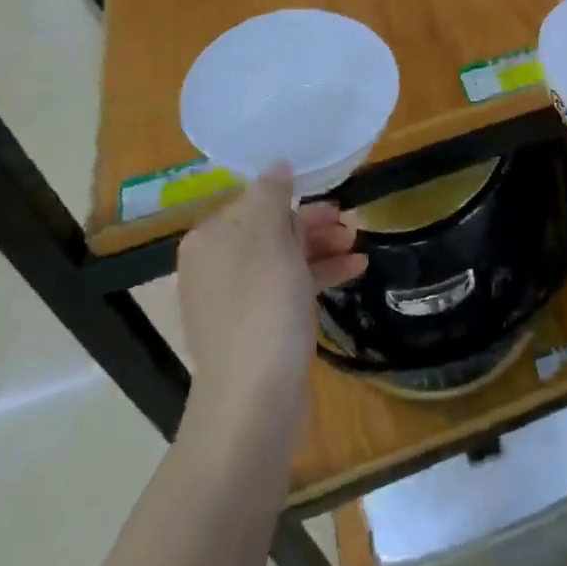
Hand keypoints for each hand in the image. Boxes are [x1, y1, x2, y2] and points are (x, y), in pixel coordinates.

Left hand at [170, 164, 366, 418]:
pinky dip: (317, 276)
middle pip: (270, 230)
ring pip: (282, 259)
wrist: (253, 401)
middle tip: (349, 225)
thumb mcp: (269, 239)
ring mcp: (234, 300)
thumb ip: (273, 195)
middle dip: (311, 226)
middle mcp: (215, 266)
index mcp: (209, 240)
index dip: (294, 200)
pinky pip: (288, 288)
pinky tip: (354, 270)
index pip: (253, 202)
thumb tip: (277, 164)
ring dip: (320, 249)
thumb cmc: (262, 309)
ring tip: (357, 246)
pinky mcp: (255, 328)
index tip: (330, 203)